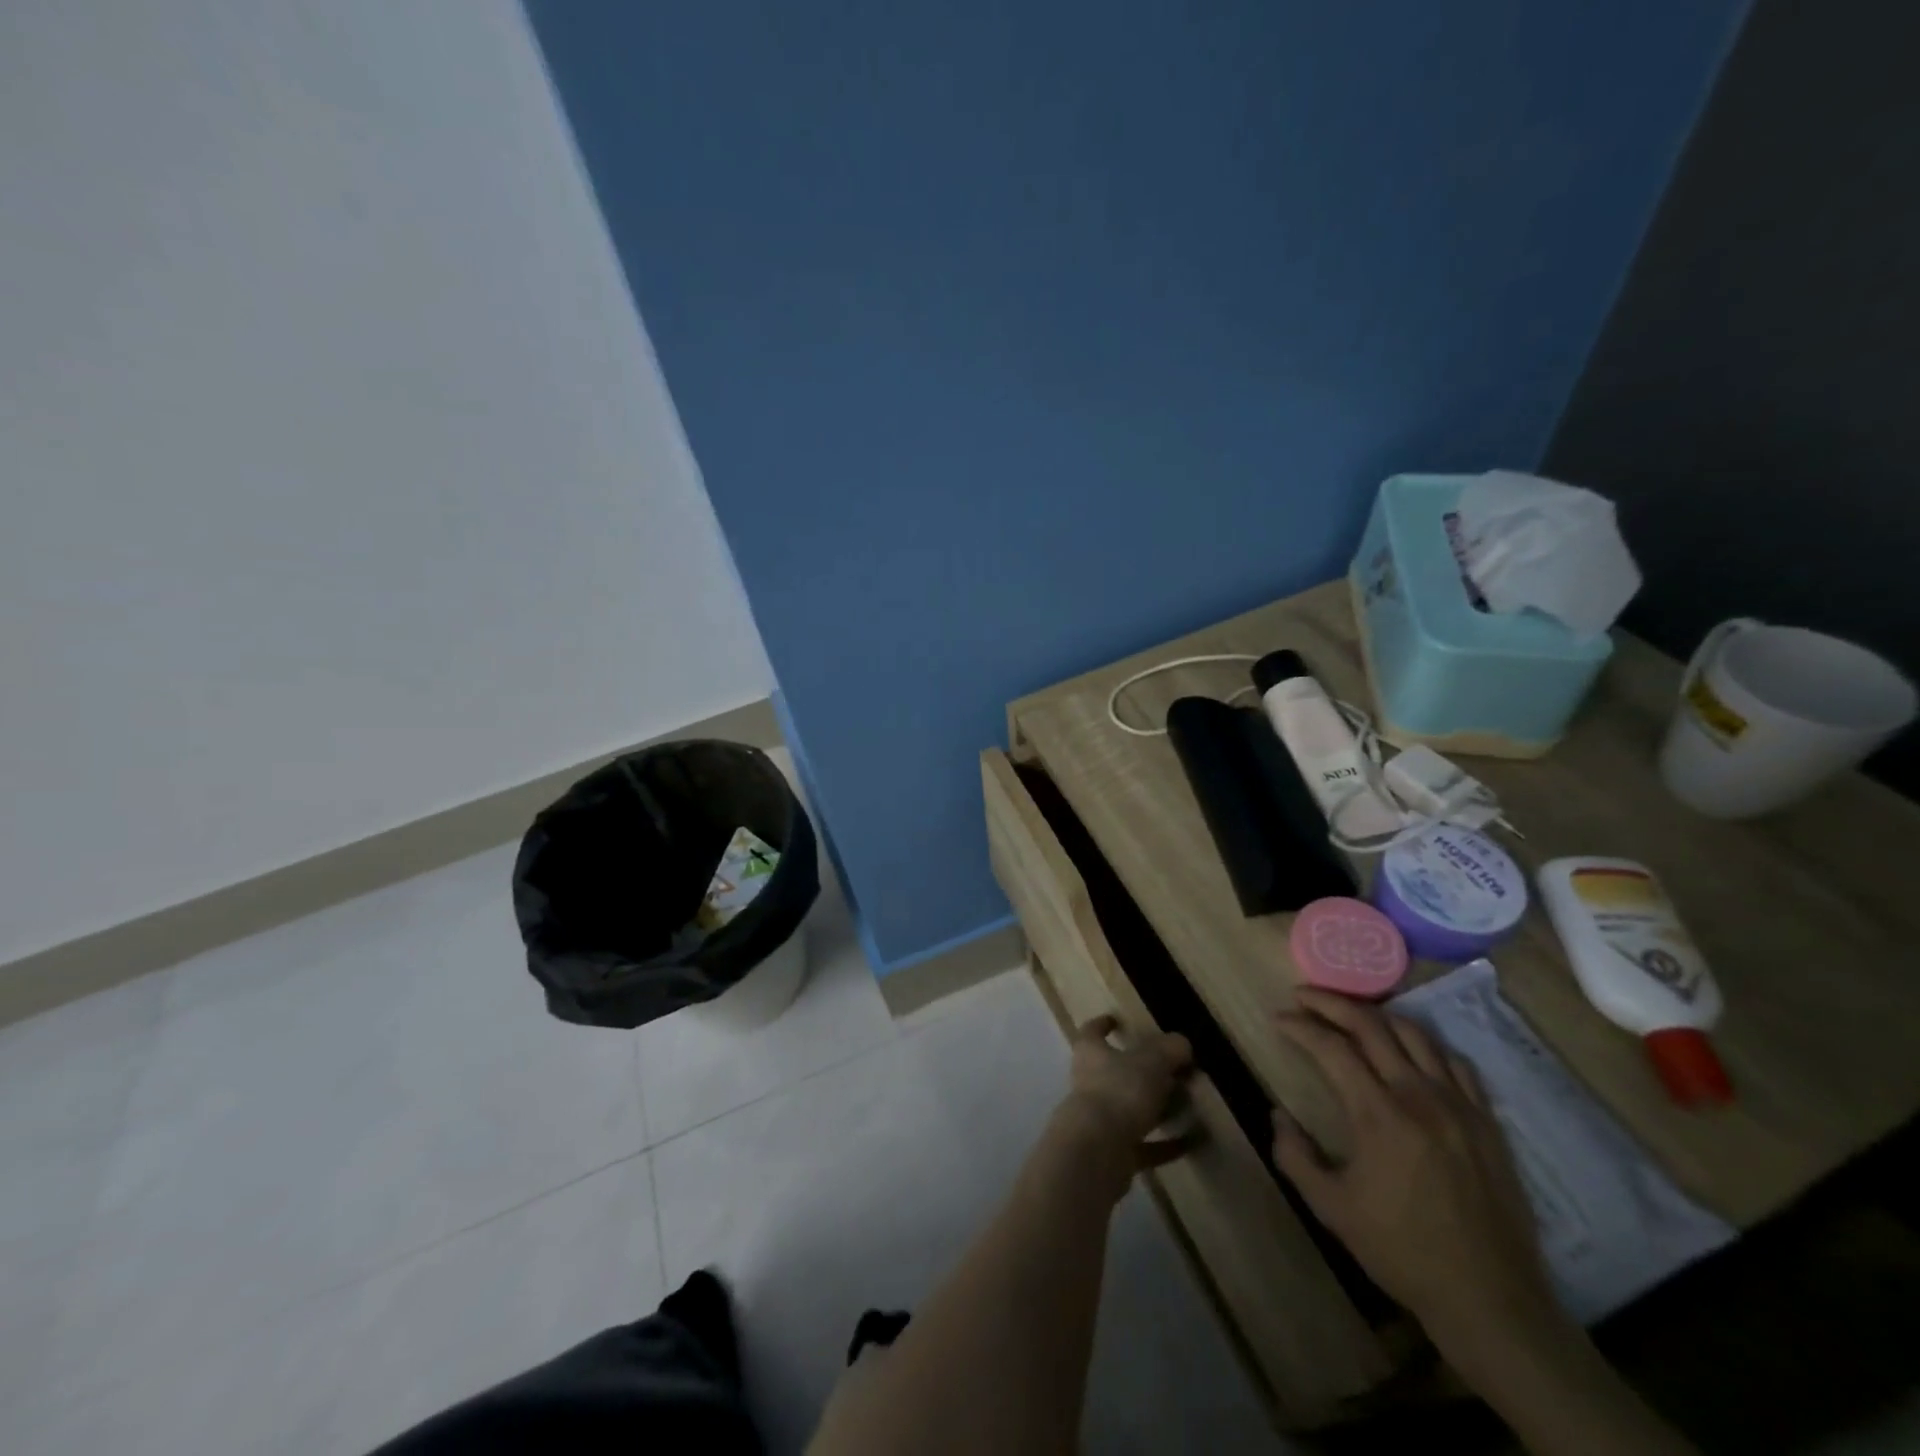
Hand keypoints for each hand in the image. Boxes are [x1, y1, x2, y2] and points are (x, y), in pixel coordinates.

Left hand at [1059, 1015, 1193, 1172]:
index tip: (1117, 1020)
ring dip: (1156, 1108)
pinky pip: (1144, 1145)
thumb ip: (1168, 1049)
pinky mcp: (1113, 1153)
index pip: (1092, 1032)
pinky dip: (1166, 1144)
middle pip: (1115, 1072)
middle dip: (1142, 1071)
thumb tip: (1181, 1043)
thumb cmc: (1119, 1092)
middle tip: (1174, 1070)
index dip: (1103, 1024)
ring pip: (1130, 1108)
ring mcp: (1099, 1120)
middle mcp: (1090, 1083)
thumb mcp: (1151, 1062)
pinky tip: (1192, 1142)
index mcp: (1091, 1053)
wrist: (1097, 1152)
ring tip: (1188, 1105)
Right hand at [1270, 989, 1564, 1351]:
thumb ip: (1295, 1156)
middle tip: (1304, 996)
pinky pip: (1454, 1061)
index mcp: (1378, 1115)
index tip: (1277, 1018)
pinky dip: (1423, 1044)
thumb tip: (1278, 1115)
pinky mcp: (1486, 1120)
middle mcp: (1418, 1096)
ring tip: (1351, 1014)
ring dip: (1375, 1015)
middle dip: (1330, 1002)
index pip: (1331, 1047)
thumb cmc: (1402, 1252)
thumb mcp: (1331, 1209)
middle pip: (1370, 1025)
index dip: (1299, 1026)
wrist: (1490, 1300)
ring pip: (1414, 1033)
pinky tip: (1409, 1050)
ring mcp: (1458, 1105)